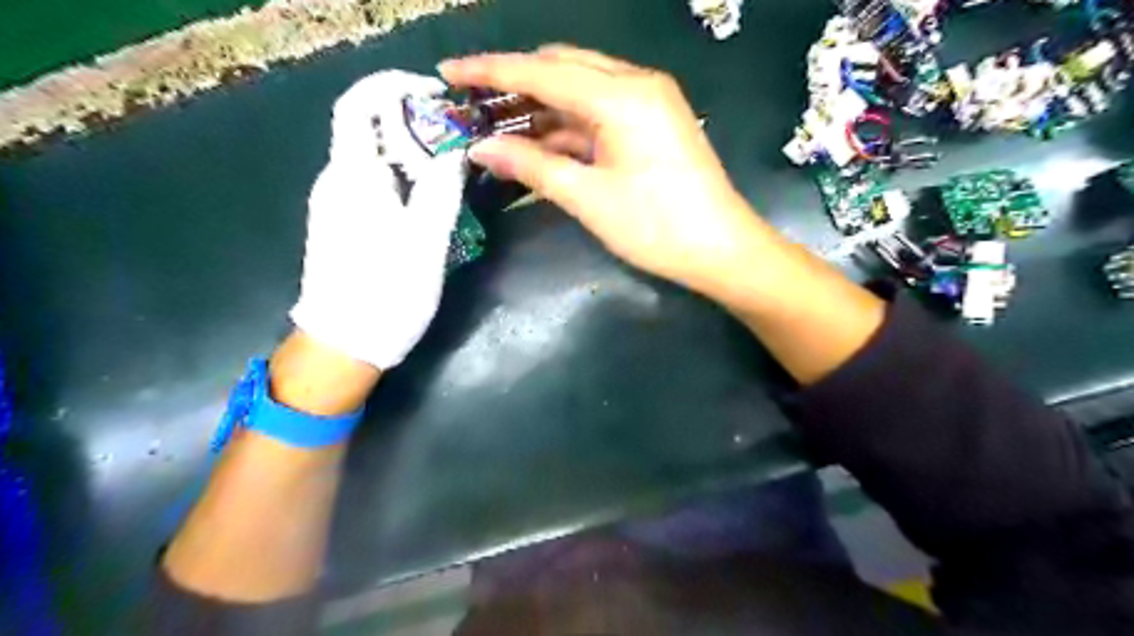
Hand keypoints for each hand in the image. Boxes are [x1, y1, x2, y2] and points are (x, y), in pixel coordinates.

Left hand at [296, 69, 468, 366]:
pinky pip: (371, 185)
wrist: (344, 344)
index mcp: (352, 177)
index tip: (435, 94)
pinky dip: (401, 180)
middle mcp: (335, 181)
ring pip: (373, 160)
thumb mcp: (426, 240)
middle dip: (414, 125)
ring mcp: (334, 204)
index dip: (393, 86)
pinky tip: (426, 204)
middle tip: (457, 145)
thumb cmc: (387, 292)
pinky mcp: (340, 224)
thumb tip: (454, 148)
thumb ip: (440, 189)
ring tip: (449, 175)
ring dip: (411, 155)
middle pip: (369, 130)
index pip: (359, 105)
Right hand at [438, 44, 765, 291]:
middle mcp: (636, 84)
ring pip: (581, 90)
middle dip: (514, 82)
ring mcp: (649, 102)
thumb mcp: (588, 198)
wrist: (722, 250)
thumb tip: (481, 147)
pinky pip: (600, 112)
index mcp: (621, 95)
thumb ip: (532, 166)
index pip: (541, 72)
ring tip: (497, 124)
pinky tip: (540, 142)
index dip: (490, 71)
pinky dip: (568, 126)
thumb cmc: (656, 227)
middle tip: (473, 103)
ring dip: (540, 106)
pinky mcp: (653, 124)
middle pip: (562, 68)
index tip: (448, 73)